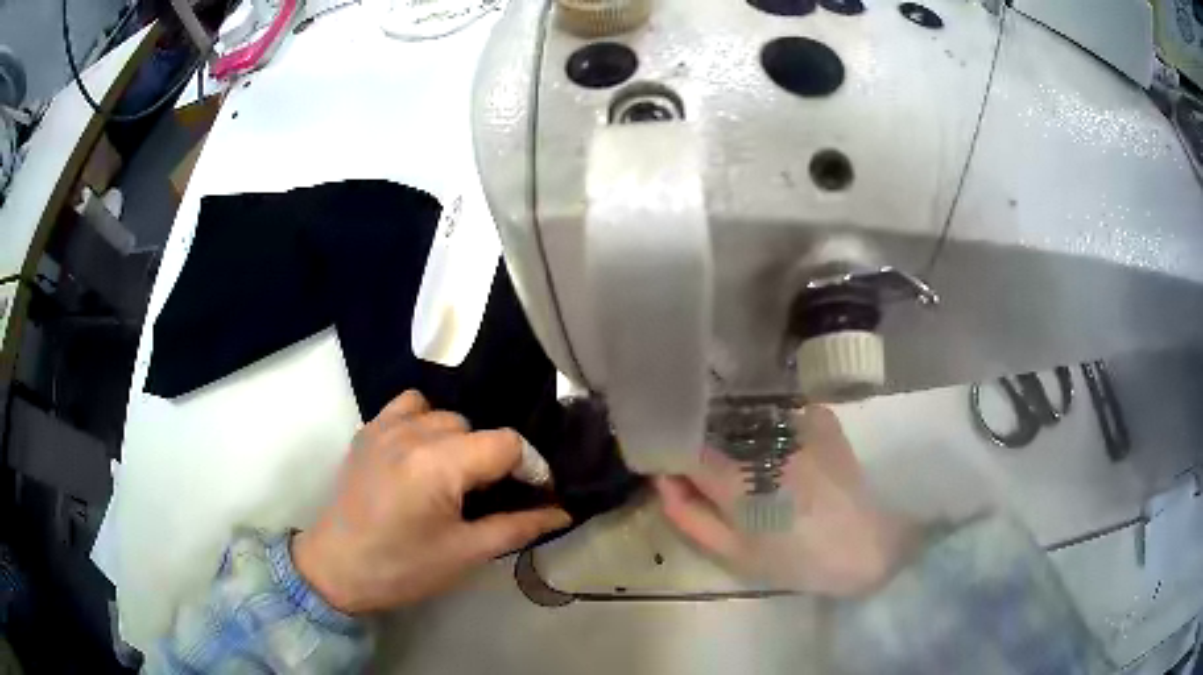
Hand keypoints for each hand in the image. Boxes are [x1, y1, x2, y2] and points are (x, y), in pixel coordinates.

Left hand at [293, 390, 571, 613]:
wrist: (337, 568)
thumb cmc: (403, 568)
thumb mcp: (466, 553)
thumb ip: (519, 527)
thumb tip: (563, 511)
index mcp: (438, 465)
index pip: (507, 443)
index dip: (531, 468)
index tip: (535, 496)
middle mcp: (412, 433)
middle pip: (477, 428)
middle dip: (493, 461)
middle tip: (490, 498)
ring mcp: (385, 426)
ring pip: (445, 415)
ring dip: (460, 441)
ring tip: (453, 477)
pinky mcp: (368, 429)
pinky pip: (410, 406)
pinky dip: (426, 422)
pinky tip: (423, 453)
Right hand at [656, 406, 919, 596]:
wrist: (868, 545)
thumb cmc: (797, 559)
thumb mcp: (734, 553)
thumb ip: (690, 515)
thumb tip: (662, 479)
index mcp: (740, 480)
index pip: (684, 448)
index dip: (670, 454)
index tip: (667, 466)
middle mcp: (765, 441)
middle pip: (712, 426)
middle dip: (701, 442)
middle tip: (707, 472)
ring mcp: (797, 423)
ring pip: (744, 415)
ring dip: (734, 432)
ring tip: (746, 463)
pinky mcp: (820, 417)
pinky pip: (778, 412)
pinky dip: (768, 427)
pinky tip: (778, 450)